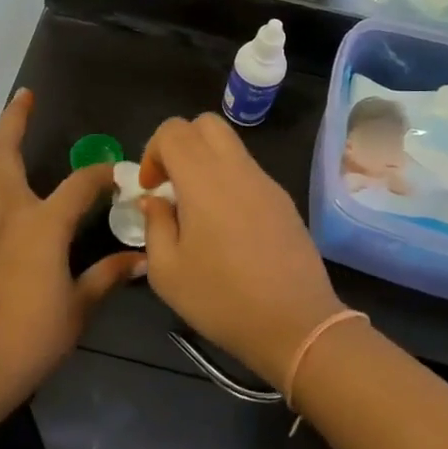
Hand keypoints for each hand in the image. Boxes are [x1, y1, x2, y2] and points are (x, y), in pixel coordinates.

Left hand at [0, 90, 142, 413]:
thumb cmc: (32, 341)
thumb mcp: (80, 308)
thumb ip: (107, 277)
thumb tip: (141, 260)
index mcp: (42, 227)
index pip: (79, 186)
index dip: (99, 175)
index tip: (113, 174)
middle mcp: (3, 216)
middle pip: (5, 157)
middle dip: (15, 121)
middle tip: (23, 97)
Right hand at [137, 114, 345, 388]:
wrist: (296, 324)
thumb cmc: (222, 299)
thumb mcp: (167, 272)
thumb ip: (155, 225)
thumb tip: (156, 201)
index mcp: (203, 179)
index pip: (174, 130)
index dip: (153, 151)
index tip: (151, 189)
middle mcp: (237, 169)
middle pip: (206, 124)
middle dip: (181, 144)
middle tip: (171, 184)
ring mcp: (266, 182)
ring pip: (231, 146)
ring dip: (206, 162)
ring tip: (197, 209)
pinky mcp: (284, 200)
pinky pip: (249, 172)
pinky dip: (229, 181)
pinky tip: (227, 227)